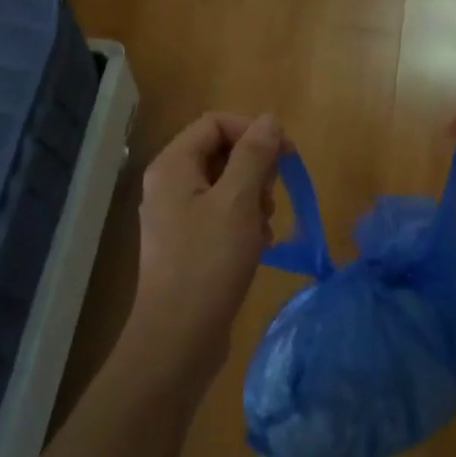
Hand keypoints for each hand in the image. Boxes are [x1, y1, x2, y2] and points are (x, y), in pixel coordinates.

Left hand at [127, 112, 283, 384]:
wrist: (179, 336)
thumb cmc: (209, 262)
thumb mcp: (238, 201)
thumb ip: (254, 155)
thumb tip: (269, 120)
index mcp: (173, 166)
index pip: (215, 123)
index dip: (253, 131)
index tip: (286, 157)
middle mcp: (169, 185)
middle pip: (221, 153)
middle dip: (255, 170)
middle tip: (270, 199)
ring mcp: (177, 216)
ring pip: (226, 186)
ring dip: (254, 199)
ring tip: (264, 228)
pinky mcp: (188, 244)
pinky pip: (222, 215)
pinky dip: (245, 223)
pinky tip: (259, 246)